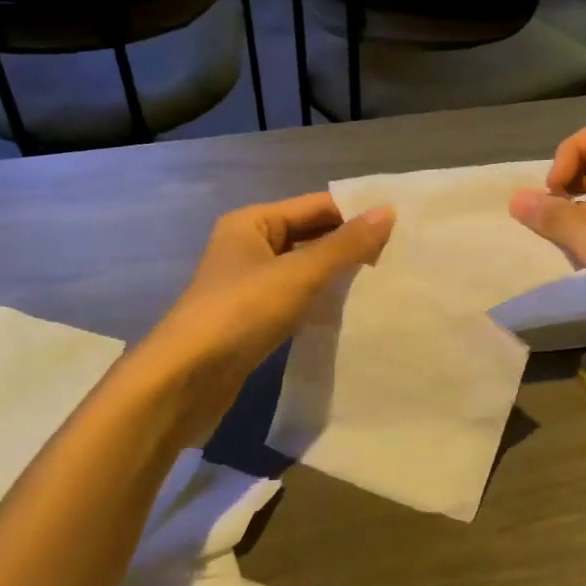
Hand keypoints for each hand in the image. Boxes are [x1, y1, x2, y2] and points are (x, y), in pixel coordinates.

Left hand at [135, 193, 393, 441]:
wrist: (185, 379)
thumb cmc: (241, 312)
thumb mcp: (299, 273)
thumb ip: (346, 245)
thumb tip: (388, 211)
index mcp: (252, 222)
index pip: (315, 206)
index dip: (355, 213)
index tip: (400, 225)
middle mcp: (248, 246)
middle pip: (310, 235)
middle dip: (349, 245)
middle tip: (400, 254)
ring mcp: (248, 284)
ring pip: (304, 269)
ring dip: (337, 274)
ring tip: (385, 279)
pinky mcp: (252, 318)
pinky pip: (296, 298)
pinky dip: (321, 300)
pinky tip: (350, 309)